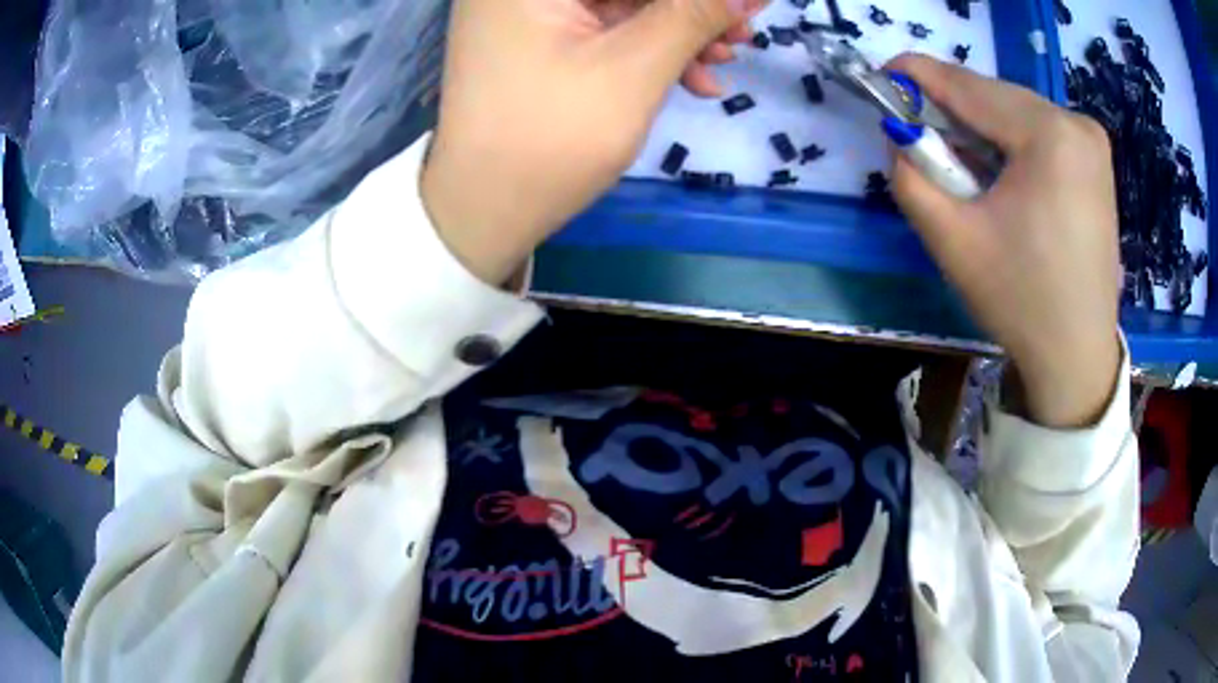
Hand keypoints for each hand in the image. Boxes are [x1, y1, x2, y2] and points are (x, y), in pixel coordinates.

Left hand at [422, 0, 762, 284]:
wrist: (483, 212)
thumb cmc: (551, 140)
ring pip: (620, 4)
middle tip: (741, 35)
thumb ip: (694, 16)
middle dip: (689, 9)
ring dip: (677, 30)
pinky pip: (602, 28)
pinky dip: (646, 47)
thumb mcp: (634, 69)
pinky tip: (690, 76)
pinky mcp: (535, 39)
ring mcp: (525, 11)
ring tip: (722, 62)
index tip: (747, 6)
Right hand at [888, 55, 1121, 428]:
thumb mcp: (951, 239)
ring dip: (981, 127)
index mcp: (1049, 135)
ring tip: (960, 161)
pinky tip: (999, 173)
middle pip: (996, 96)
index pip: (969, 87)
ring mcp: (1092, 142)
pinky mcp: (1097, 162)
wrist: (1076, 356)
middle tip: (918, 131)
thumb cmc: (1019, 301)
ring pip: (1017, 112)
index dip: (919, 75)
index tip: (882, 73)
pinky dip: (1010, 141)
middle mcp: (1076, 123)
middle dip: (952, 109)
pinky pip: (1040, 131)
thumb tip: (899, 133)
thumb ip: (910, 175)